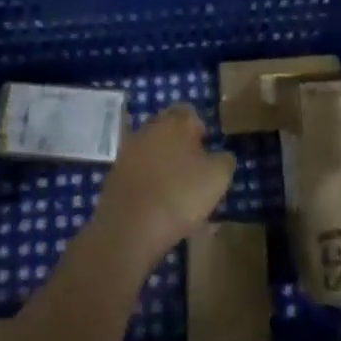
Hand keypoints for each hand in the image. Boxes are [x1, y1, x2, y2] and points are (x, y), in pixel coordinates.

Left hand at [90, 104, 234, 269]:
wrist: (129, 228)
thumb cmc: (180, 194)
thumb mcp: (217, 178)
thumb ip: (224, 160)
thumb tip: (221, 156)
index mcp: (175, 123)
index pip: (189, 113)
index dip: (200, 130)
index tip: (208, 150)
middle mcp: (149, 131)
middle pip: (169, 134)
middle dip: (183, 150)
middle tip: (198, 175)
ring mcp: (128, 154)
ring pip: (155, 158)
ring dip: (168, 173)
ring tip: (184, 203)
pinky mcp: (115, 178)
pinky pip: (142, 179)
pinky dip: (153, 190)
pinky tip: (165, 215)